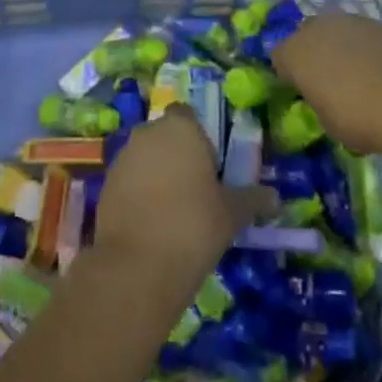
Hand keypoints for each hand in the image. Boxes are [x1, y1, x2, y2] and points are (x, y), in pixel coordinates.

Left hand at [93, 108, 274, 291]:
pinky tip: (152, 224)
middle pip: (166, 136)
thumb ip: (252, 200)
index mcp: (181, 128)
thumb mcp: (231, 214)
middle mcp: (148, 132)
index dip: (199, 138)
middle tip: (196, 192)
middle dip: (178, 156)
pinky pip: (129, 180)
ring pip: (146, 157)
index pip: (188, 116)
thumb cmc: (193, 226)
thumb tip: (276, 198)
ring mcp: (123, 157)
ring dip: (157, 174)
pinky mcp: (105, 183)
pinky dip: (139, 193)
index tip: (210, 168)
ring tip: (174, 212)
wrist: (137, 265)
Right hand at [272, 12, 381, 154]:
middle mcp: (316, 28)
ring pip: (336, 32)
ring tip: (359, 76)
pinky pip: (364, 35)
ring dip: (341, 48)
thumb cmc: (358, 117)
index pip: (278, 58)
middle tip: (328, 81)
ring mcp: (350, 20)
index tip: (300, 92)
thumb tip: (325, 100)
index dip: (288, 75)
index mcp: (294, 53)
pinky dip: (367, 48)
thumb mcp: (327, 123)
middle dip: (313, 55)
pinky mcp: (380, 22)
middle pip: (306, 37)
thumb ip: (319, 103)